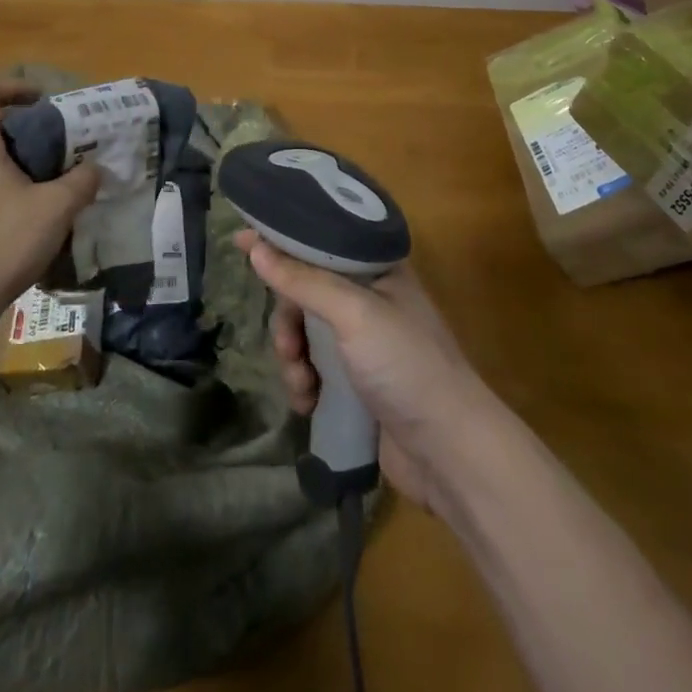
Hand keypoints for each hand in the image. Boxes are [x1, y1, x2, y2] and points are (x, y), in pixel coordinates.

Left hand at [0, 81, 99, 329]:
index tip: (42, 100)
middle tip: (51, 146)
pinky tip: (15, 217)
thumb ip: (81, 181)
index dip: (15, 88)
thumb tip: (95, 168)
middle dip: (18, 131)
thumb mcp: (56, 208)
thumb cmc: (4, 242)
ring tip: (38, 183)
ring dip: (5, 162)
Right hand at [237, 229, 498, 514]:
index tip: (242, 240)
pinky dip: (303, 383)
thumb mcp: (353, 313)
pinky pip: (314, 368)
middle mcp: (369, 297)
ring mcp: (363, 342)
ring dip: (293, 357)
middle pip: (305, 289)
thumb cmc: (405, 365)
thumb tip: (254, 245)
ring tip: (302, 385)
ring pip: (305, 332)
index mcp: (377, 268)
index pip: (321, 239)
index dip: (283, 240)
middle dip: (288, 319)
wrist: (450, 452)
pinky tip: (308, 404)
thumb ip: (303, 280)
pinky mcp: (356, 382)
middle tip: (288, 345)